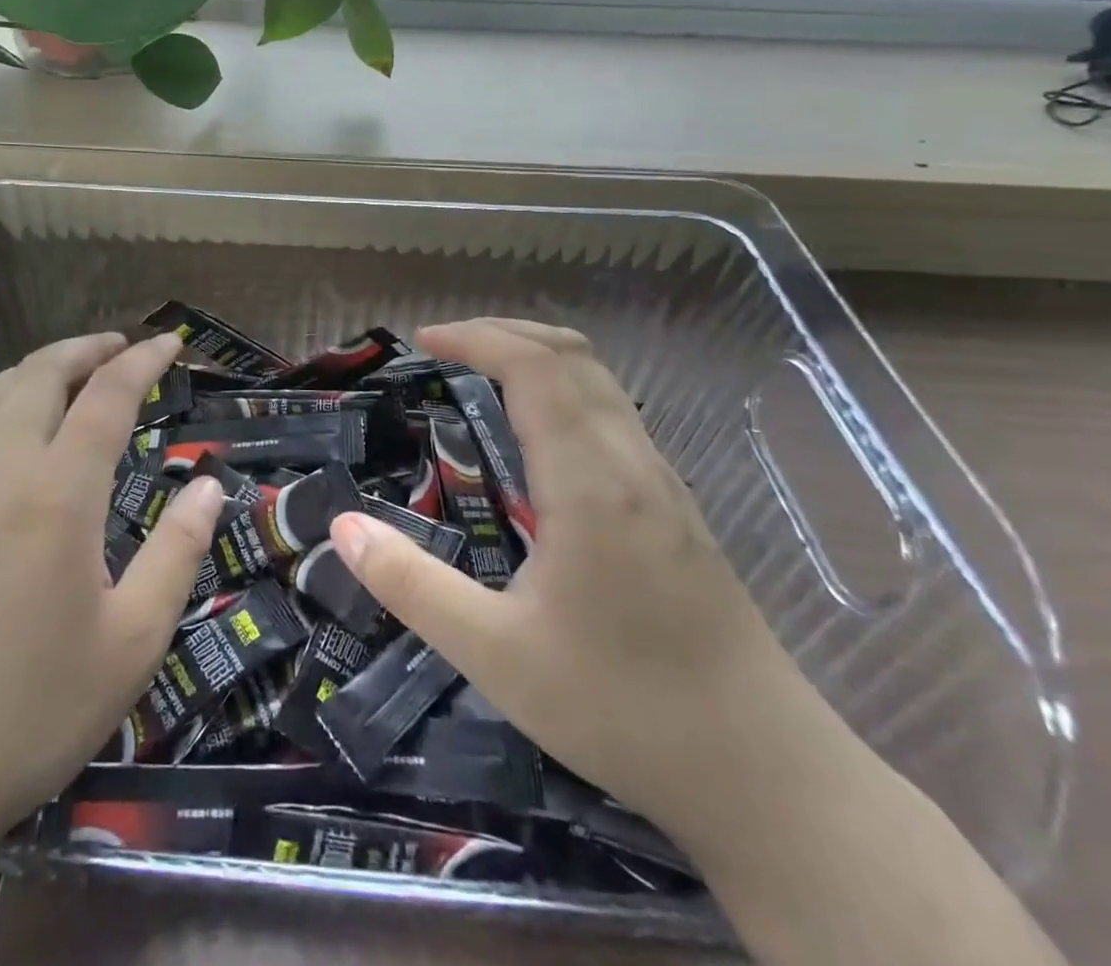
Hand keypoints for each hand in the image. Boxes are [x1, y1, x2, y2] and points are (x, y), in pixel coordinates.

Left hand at [0, 331, 224, 854]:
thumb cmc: (30, 710)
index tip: (171, 342)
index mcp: (57, 492)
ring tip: (75, 371)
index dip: (143, 360)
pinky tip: (13, 424)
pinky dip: (1, 399)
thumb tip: (208, 487)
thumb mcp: (132, 642)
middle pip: (42, 372)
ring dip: (41, 366)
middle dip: (88, 348)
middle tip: (123, 347)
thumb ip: (177, 553)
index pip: (107, 395)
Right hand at [327, 318, 819, 832]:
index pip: (534, 368)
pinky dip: (564, 388)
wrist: (768, 777)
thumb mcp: (495, 655)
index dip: (476, 338)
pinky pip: (614, 413)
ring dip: (536, 356)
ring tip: (480, 372)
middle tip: (444, 346)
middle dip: (503, 332)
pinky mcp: (676, 507)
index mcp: (590, 483)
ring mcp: (663, 483)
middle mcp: (632, 464)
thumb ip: (411, 585)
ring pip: (601, 381)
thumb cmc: (623, 709)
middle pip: (572, 355)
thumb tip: (342, 526)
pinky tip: (536, 433)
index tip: (422, 341)